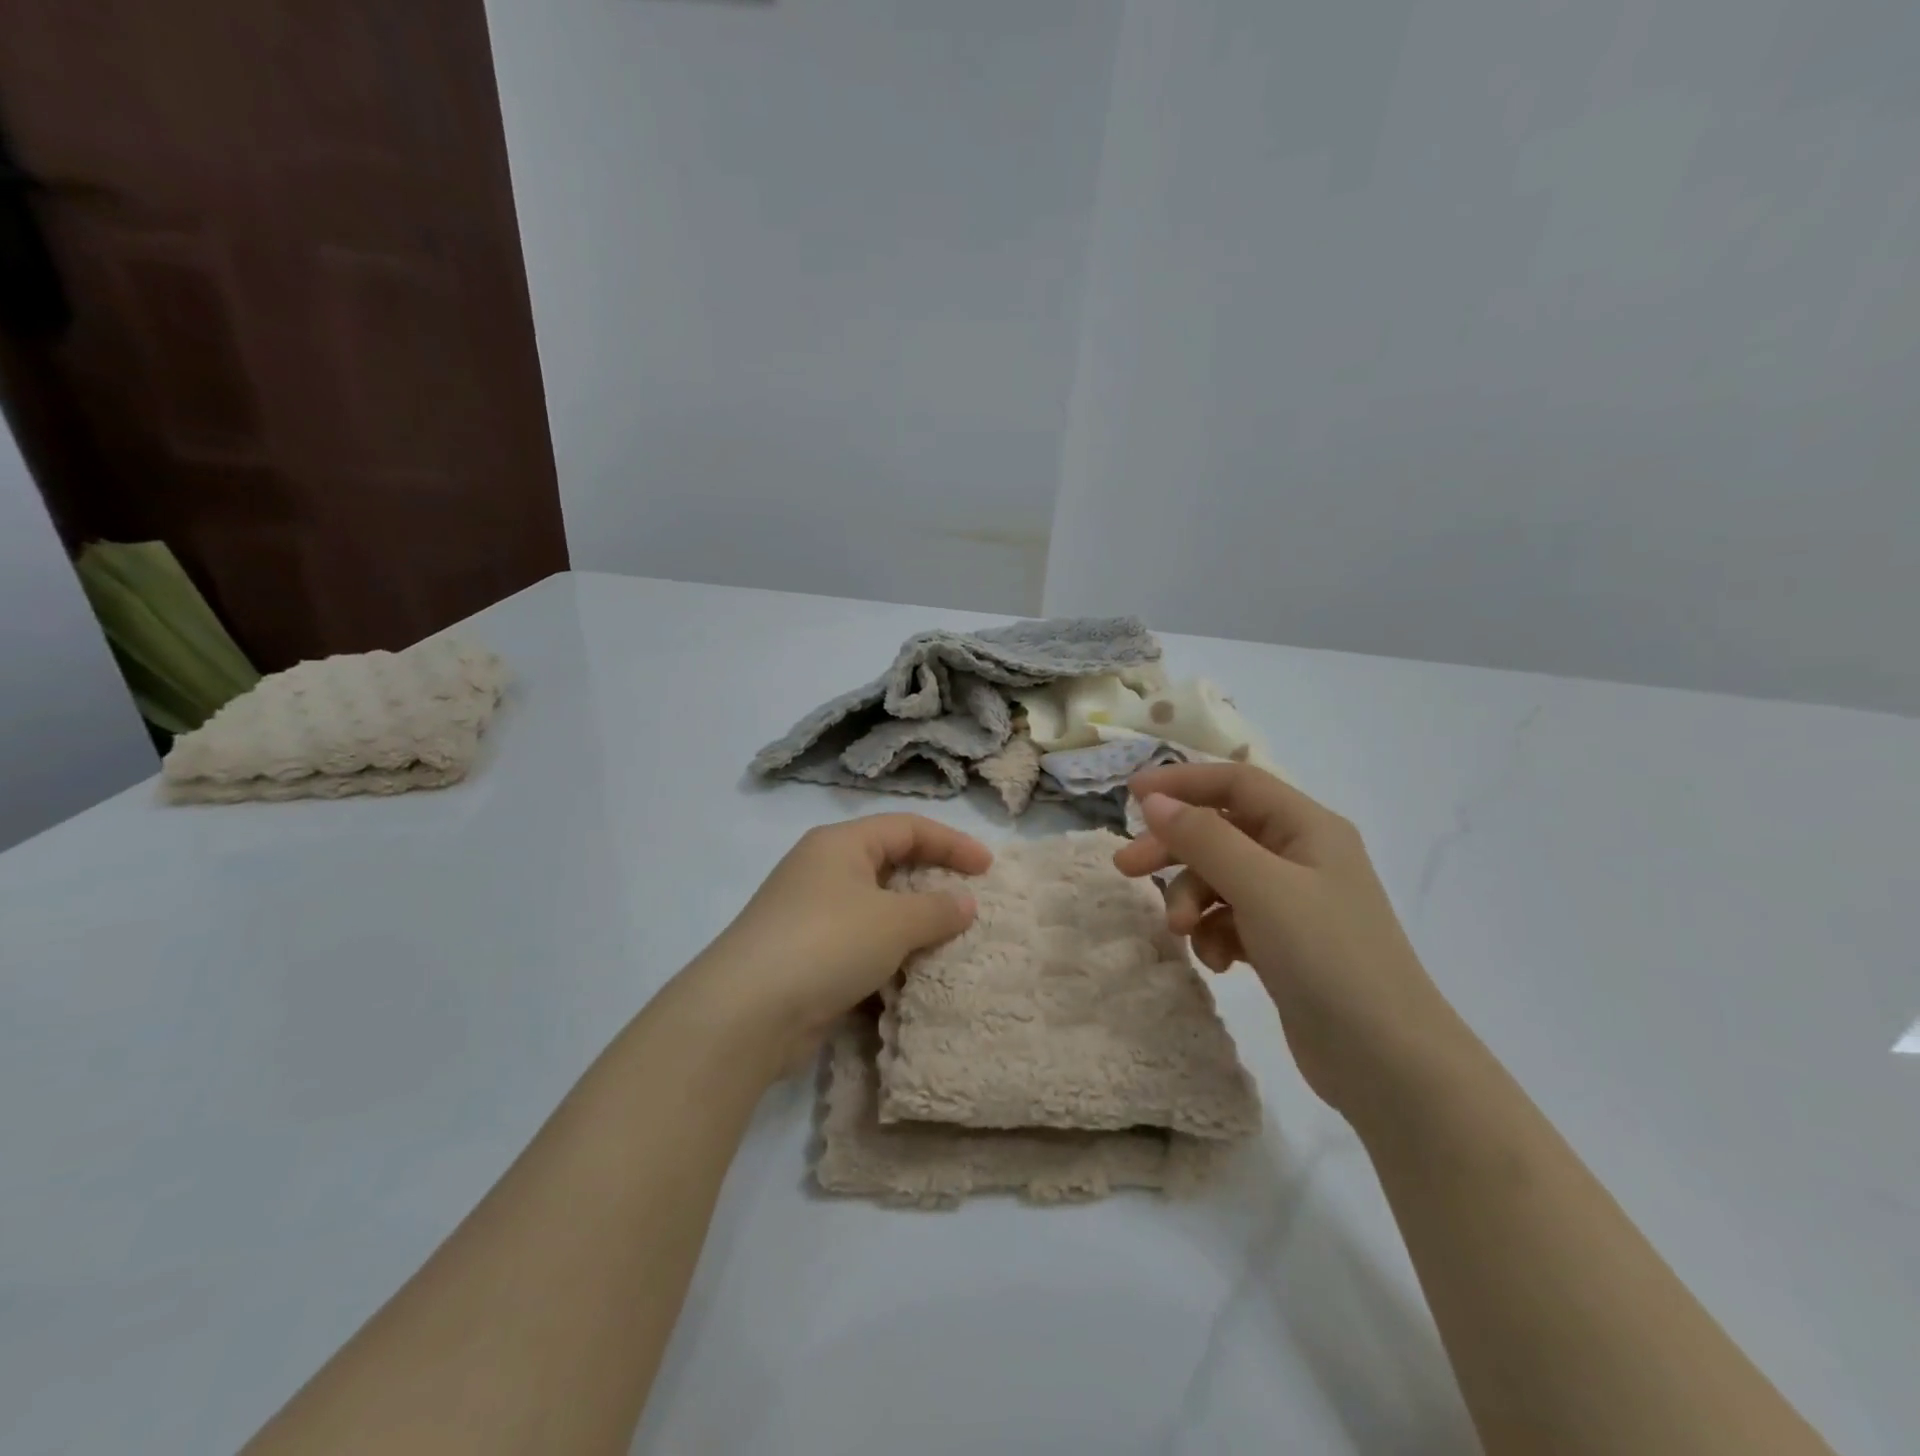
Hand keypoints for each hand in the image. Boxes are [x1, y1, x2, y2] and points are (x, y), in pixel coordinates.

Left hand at [682, 814, 991, 1069]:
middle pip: (889, 864)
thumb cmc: (827, 944)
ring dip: (912, 923)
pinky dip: (887, 954)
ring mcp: (810, 915)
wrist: (747, 1013)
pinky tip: (911, 975)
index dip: (951, 843)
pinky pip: (859, 944)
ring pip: (875, 908)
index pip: (907, 828)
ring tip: (948, 941)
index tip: (987, 869)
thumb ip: (936, 909)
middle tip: (969, 902)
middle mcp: (822, 871)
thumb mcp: (893, 922)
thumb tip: (964, 903)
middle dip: (932, 881)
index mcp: (840, 845)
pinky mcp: (805, 957)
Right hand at [1112, 763, 1460, 1115]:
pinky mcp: (1282, 944)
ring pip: (1219, 879)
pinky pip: (1229, 919)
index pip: (1235, 783)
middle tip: (1126, 869)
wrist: (1388, 1064)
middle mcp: (1300, 856)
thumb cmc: (1328, 958)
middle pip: (1219, 831)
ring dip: (1192, 900)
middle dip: (1173, 849)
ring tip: (1181, 932)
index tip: (1131, 796)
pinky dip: (1213, 934)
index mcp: (1307, 827)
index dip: (1181, 781)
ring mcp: (1292, 903)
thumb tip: (1153, 801)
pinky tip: (1216, 962)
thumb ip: (1203, 838)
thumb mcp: (1261, 888)